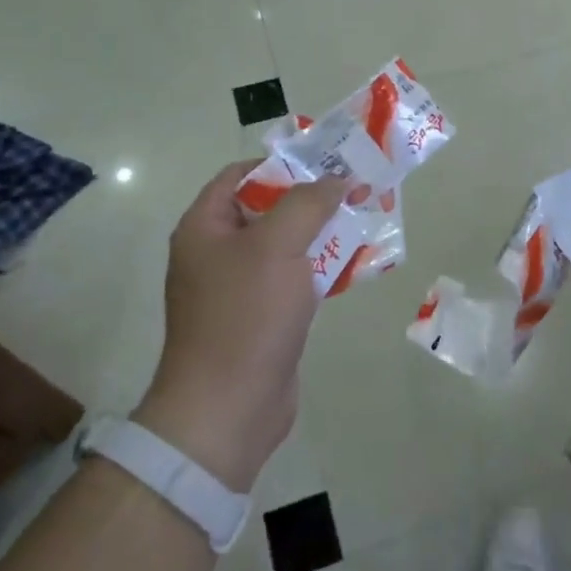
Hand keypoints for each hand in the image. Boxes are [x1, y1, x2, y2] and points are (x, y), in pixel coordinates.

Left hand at [134, 161, 347, 491]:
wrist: (228, 409)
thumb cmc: (246, 315)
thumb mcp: (277, 245)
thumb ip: (308, 203)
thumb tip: (336, 180)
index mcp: (205, 227)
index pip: (240, 175)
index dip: (282, 163)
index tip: (326, 161)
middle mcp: (217, 252)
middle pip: (267, 209)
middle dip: (312, 197)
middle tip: (356, 188)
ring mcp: (240, 288)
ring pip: (286, 245)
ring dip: (323, 232)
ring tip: (365, 217)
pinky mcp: (262, 317)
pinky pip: (294, 279)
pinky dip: (322, 267)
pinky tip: (356, 264)